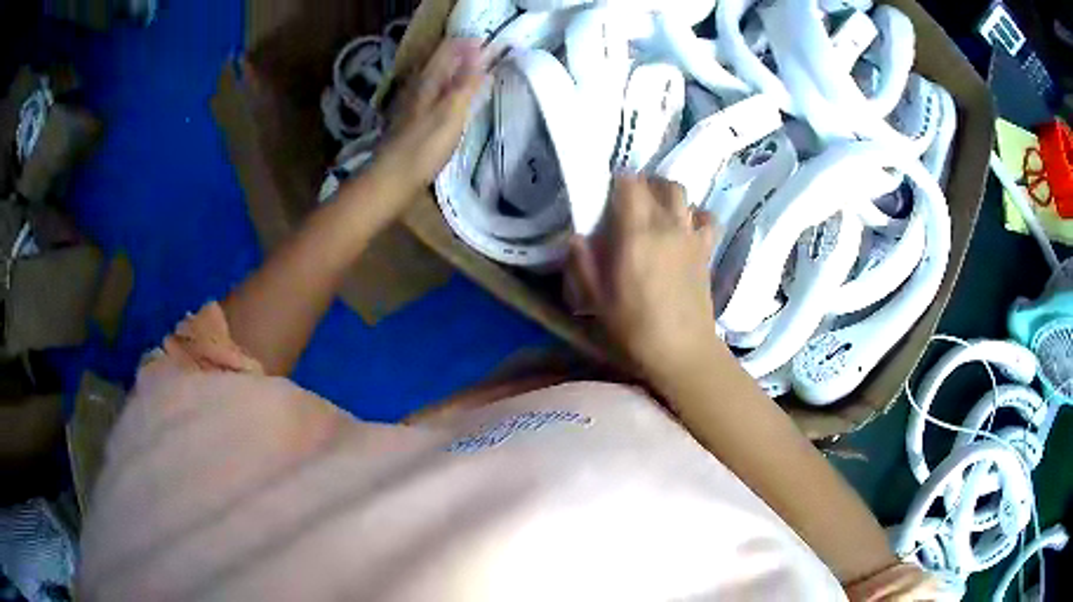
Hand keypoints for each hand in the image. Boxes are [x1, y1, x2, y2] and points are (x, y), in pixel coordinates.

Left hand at [376, 39, 486, 190]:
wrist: (391, 181)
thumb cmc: (423, 147)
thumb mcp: (451, 112)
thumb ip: (466, 83)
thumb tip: (481, 54)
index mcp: (427, 81)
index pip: (447, 50)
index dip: (467, 44)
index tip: (489, 45)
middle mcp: (416, 88)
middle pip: (439, 63)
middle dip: (460, 56)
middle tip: (484, 56)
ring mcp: (410, 106)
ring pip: (434, 79)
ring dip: (453, 73)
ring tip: (473, 75)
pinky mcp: (409, 123)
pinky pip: (431, 96)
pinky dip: (445, 91)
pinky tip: (451, 101)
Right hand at [570, 176, 721, 381]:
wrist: (683, 352)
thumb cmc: (635, 329)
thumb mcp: (597, 301)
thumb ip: (583, 264)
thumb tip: (576, 237)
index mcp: (636, 234)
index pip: (629, 184)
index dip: (616, 181)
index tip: (604, 193)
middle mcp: (667, 225)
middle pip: (657, 183)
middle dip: (640, 183)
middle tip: (625, 200)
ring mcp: (691, 235)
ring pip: (681, 193)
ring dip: (665, 193)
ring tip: (653, 210)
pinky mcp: (706, 249)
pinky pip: (705, 217)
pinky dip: (694, 214)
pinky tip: (684, 227)